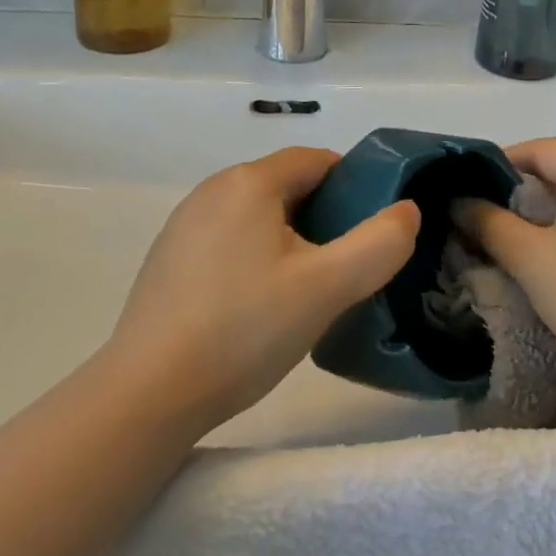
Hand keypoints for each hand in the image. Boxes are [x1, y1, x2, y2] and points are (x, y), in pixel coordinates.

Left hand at [106, 148, 419, 434]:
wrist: (148, 394)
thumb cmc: (244, 330)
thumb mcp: (328, 287)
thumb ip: (380, 243)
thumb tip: (406, 210)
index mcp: (248, 182)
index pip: (317, 161)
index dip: (355, 186)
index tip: (371, 230)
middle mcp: (212, 190)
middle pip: (287, 186)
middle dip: (324, 217)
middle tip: (343, 268)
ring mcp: (184, 224)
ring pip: (258, 216)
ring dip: (290, 240)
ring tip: (305, 292)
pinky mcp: (168, 258)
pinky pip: (229, 241)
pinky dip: (255, 258)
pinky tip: (256, 308)